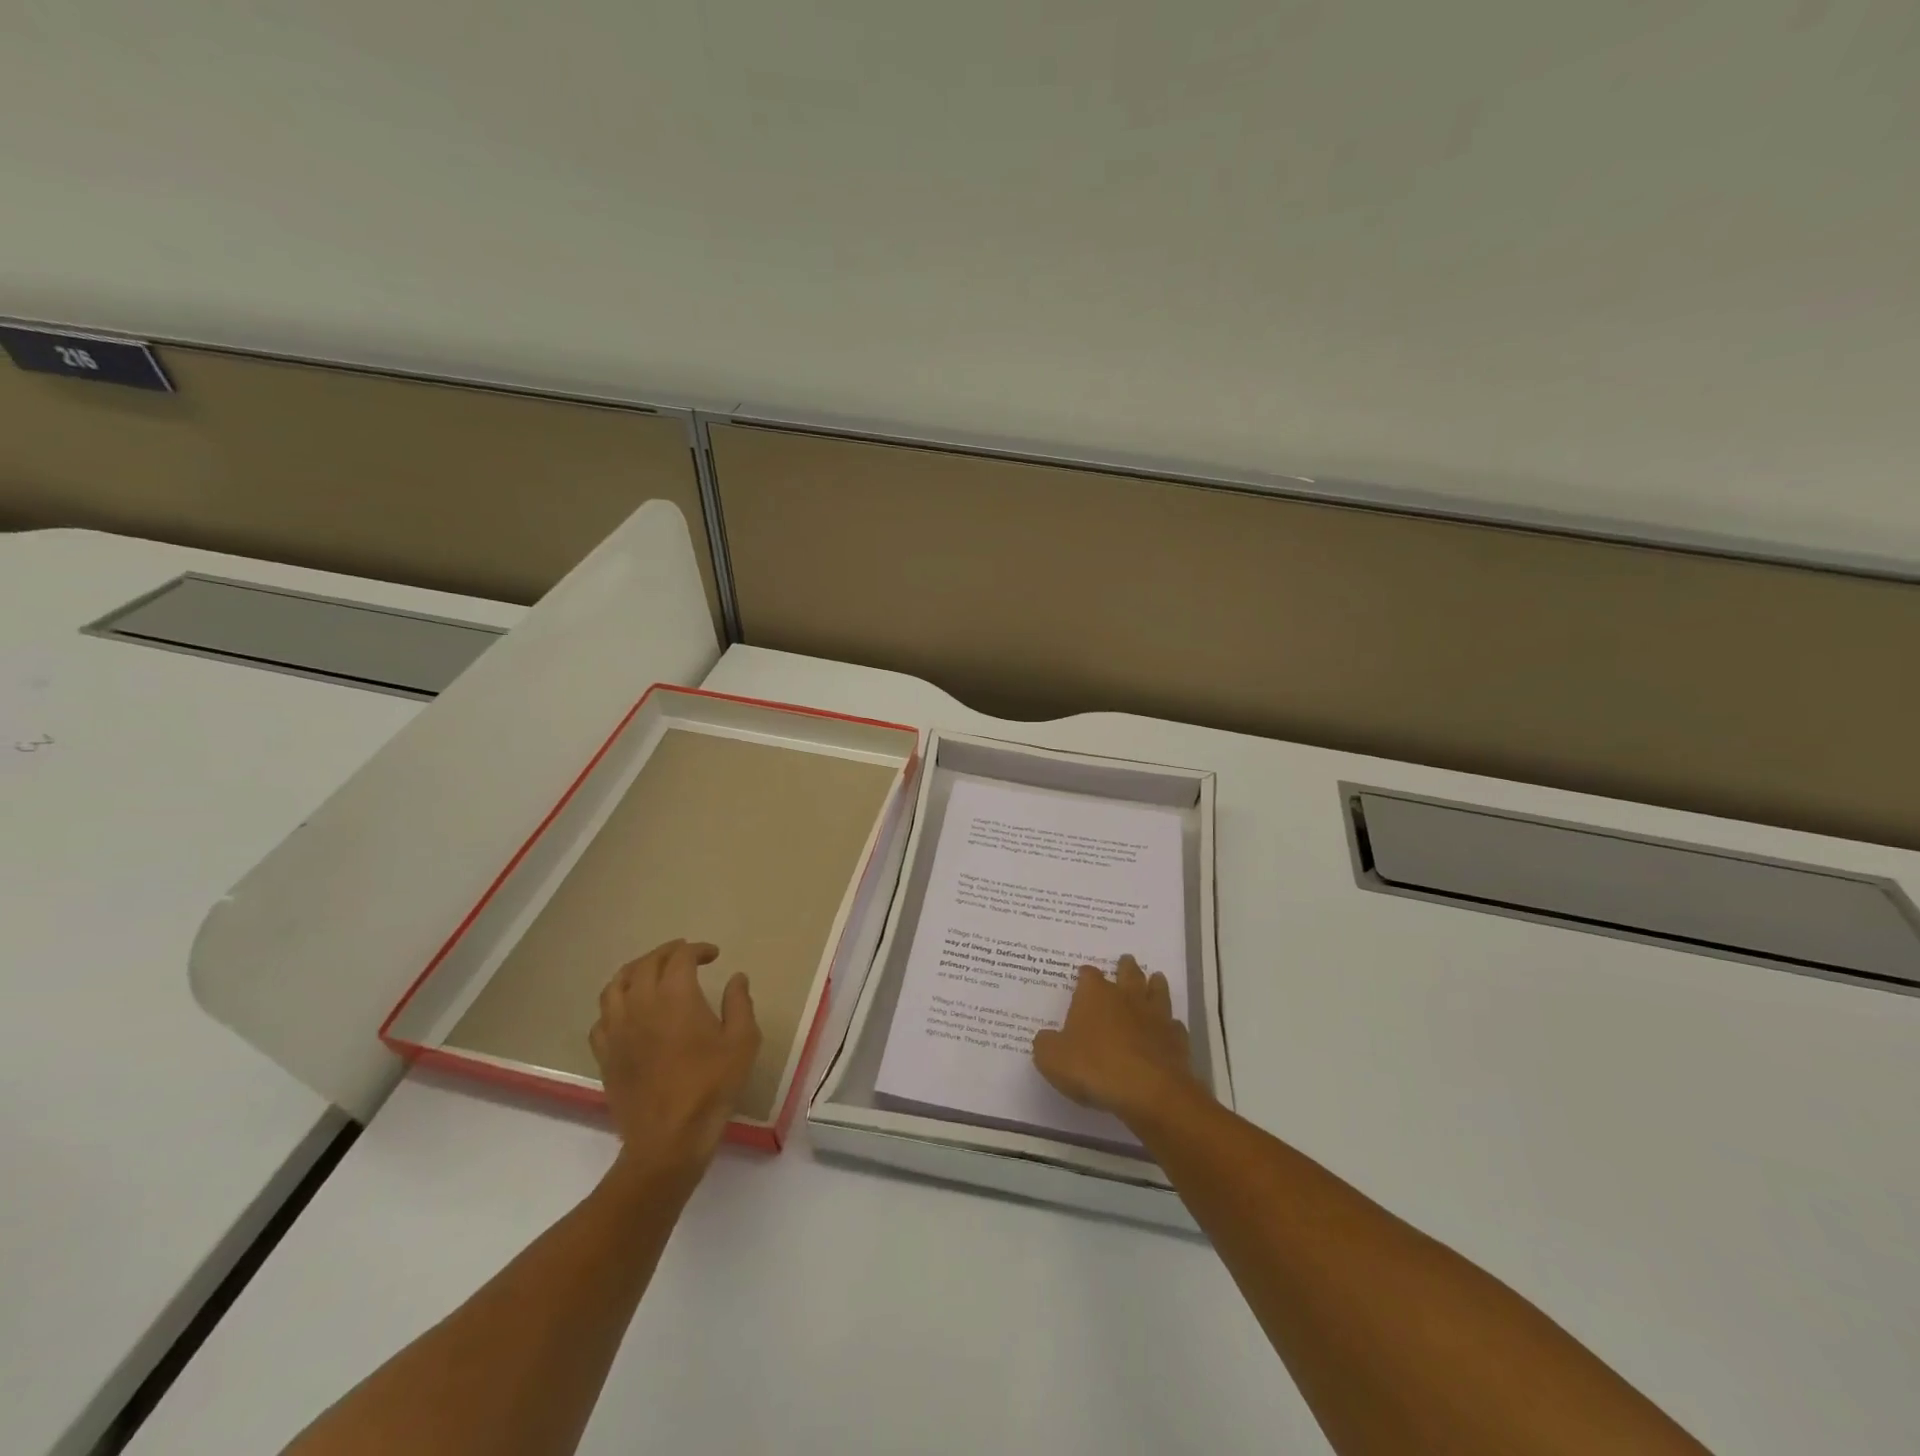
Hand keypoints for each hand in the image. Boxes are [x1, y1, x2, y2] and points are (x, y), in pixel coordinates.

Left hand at [588, 939, 759, 1180]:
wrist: (668, 1139)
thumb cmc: (711, 1086)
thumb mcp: (742, 1042)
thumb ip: (740, 1003)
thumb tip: (736, 978)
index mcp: (675, 996)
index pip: (681, 957)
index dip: (697, 949)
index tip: (713, 955)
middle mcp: (641, 1004)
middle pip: (646, 963)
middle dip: (667, 952)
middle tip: (685, 955)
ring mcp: (617, 1029)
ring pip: (616, 985)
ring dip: (636, 970)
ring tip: (651, 973)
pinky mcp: (605, 1054)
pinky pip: (602, 1017)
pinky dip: (616, 1004)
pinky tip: (629, 1012)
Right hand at [1032, 955, 1205, 1127]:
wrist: (1148, 1091)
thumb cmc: (1094, 1067)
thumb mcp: (1052, 1059)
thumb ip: (1045, 1045)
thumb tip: (1046, 1038)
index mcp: (1095, 995)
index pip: (1088, 975)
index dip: (1085, 975)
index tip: (1083, 974)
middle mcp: (1127, 998)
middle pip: (1128, 973)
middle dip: (1126, 967)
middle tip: (1127, 960)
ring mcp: (1155, 1017)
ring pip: (1157, 992)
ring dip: (1155, 985)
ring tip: (1156, 979)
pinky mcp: (1176, 1040)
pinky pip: (1174, 1026)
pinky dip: (1170, 1025)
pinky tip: (1169, 1028)